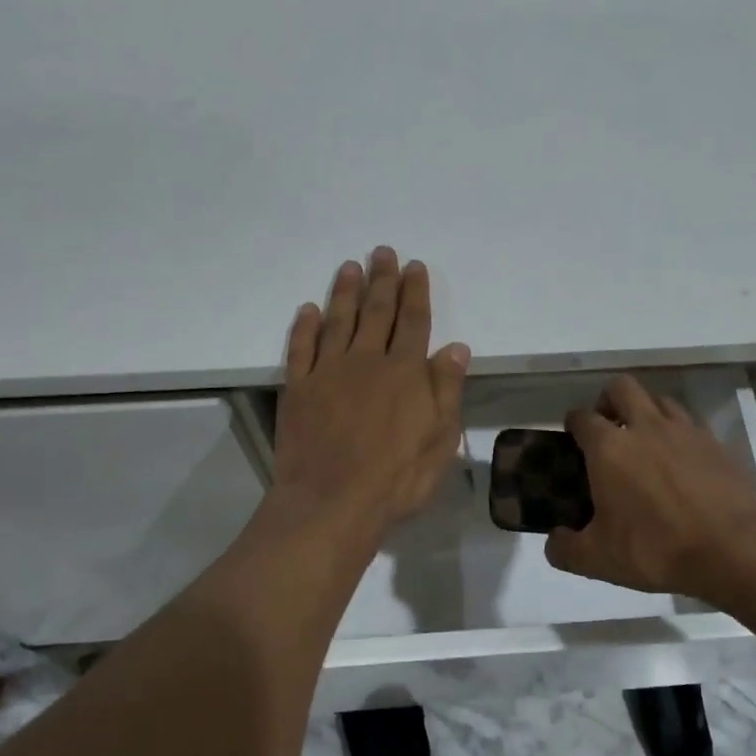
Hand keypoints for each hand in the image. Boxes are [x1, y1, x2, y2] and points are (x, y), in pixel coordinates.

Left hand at [273, 247, 470, 536]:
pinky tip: (308, 310)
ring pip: (338, 321)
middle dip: (382, 281)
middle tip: (382, 252)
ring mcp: (328, 373)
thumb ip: (446, 389)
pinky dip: (305, 327)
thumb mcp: (440, 438)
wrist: (332, 502)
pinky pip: (301, 349)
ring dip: (345, 292)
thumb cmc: (397, 477)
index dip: (415, 292)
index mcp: (405, 372)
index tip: (414, 266)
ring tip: (349, 267)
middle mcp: (366, 361)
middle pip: (376, 312)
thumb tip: (456, 348)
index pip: (413, 322)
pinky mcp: (298, 389)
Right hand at [545, 375, 755, 601]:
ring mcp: (685, 431)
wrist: (732, 550)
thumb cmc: (655, 549)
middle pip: (621, 388)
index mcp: (609, 448)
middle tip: (608, 428)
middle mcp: (645, 427)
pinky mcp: (716, 444)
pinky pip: (691, 424)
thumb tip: (554, 542)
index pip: (582, 417)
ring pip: (659, 399)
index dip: (573, 424)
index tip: (572, 438)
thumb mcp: (598, 560)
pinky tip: (681, 461)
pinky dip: (679, 434)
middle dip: (609, 401)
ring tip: (645, 441)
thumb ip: (566, 549)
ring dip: (646, 412)